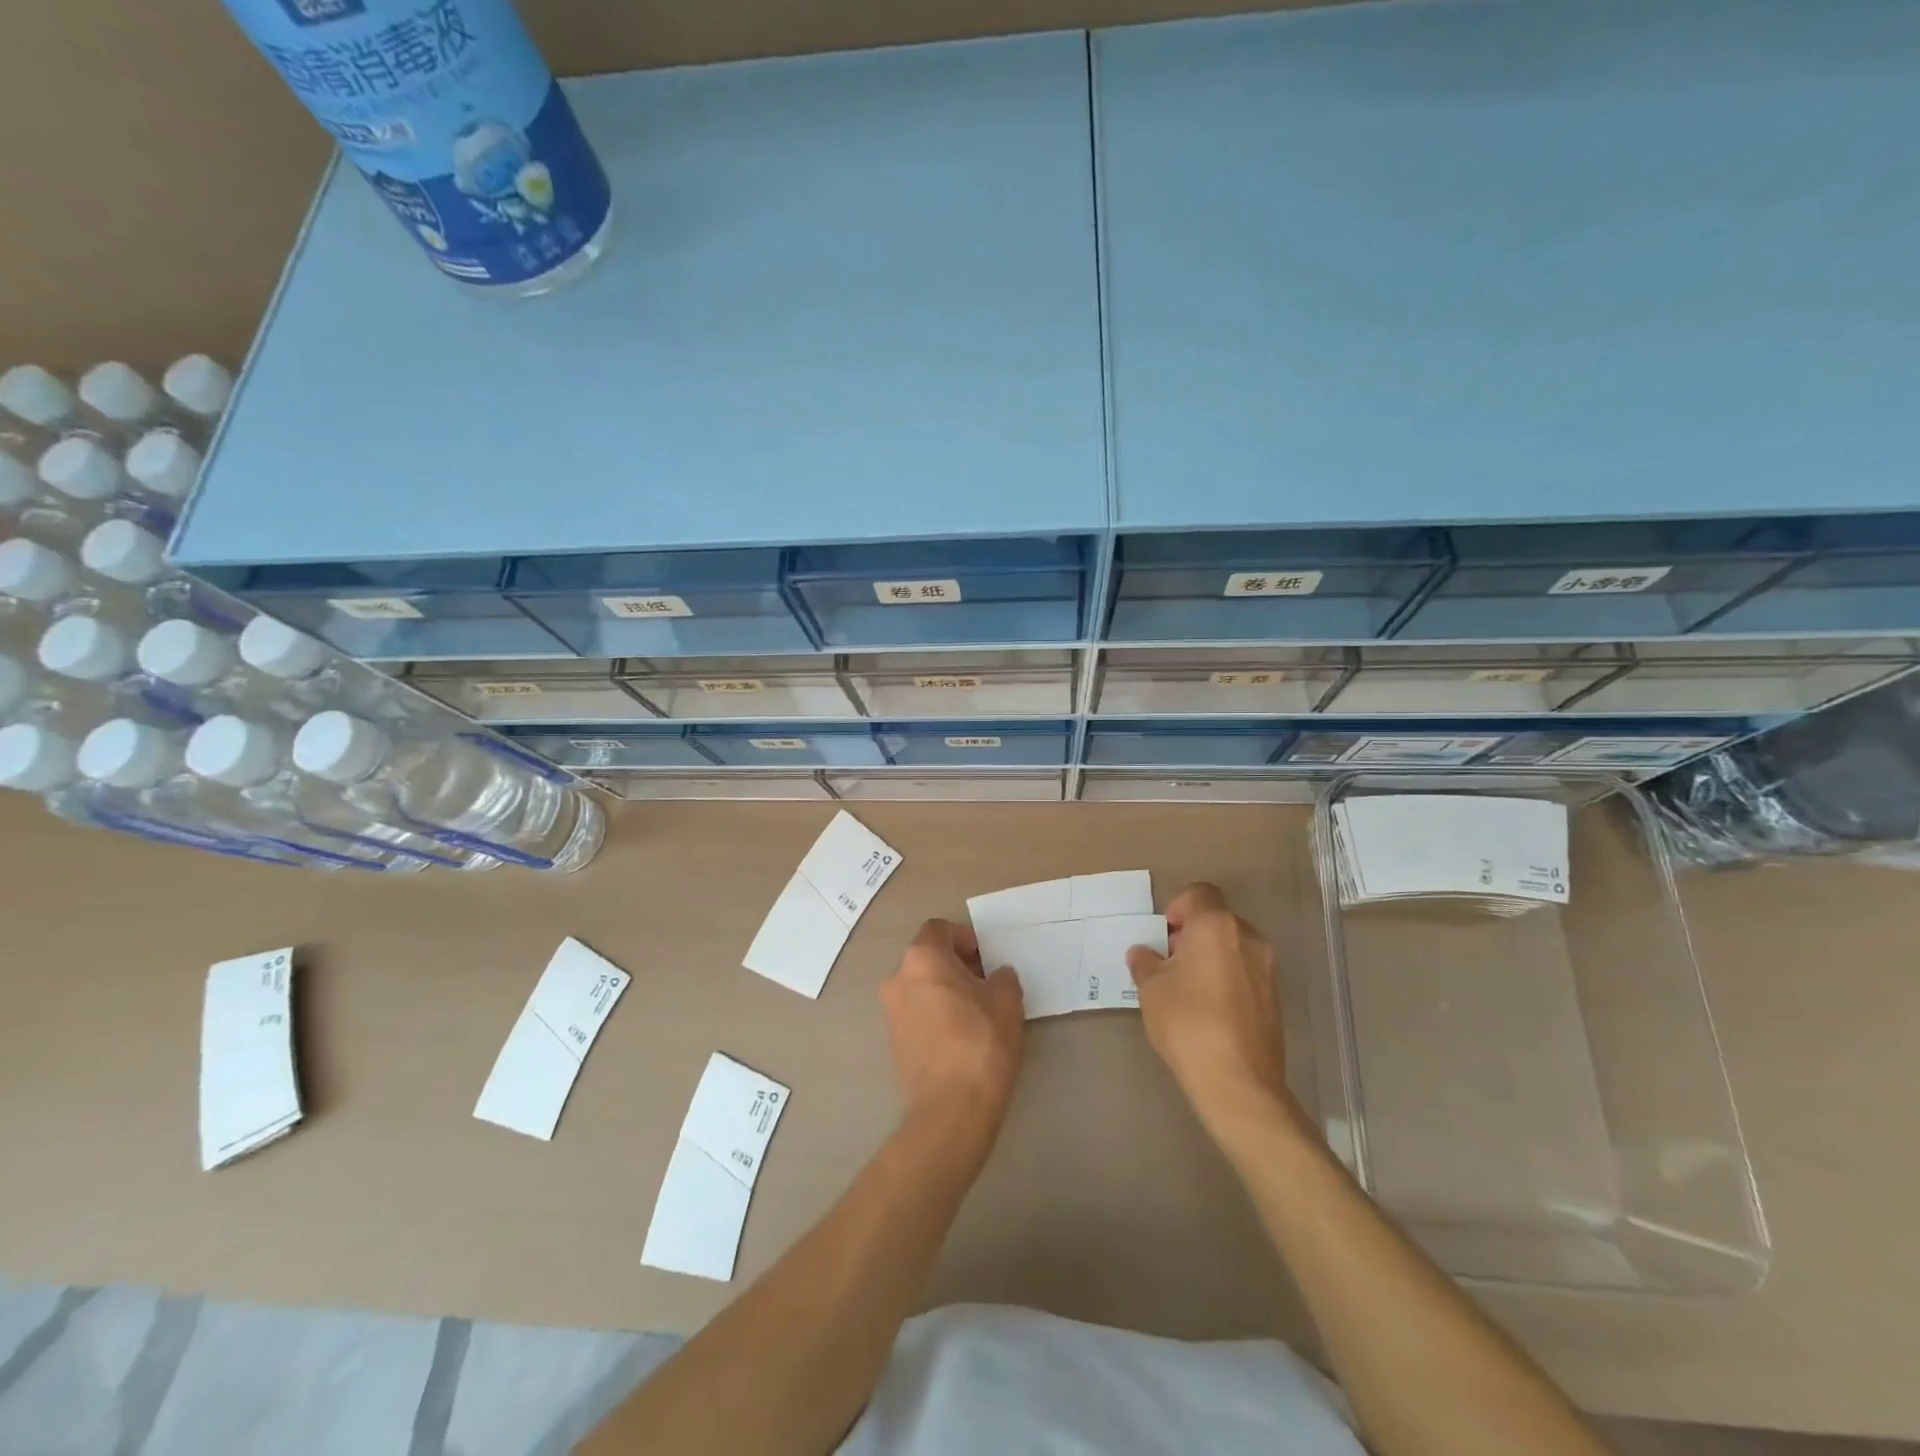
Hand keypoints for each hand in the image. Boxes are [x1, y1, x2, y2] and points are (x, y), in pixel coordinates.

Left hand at [880, 919, 1025, 1137]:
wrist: (950, 1111)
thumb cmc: (980, 1043)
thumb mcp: (1007, 1001)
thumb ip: (1002, 978)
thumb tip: (996, 976)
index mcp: (922, 959)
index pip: (939, 929)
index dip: (964, 936)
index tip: (985, 956)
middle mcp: (898, 979)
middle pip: (926, 957)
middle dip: (955, 964)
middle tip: (985, 982)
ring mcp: (890, 1013)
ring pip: (920, 987)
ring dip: (944, 989)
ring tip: (975, 1011)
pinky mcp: (893, 1043)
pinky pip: (916, 1014)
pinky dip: (935, 1014)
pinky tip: (960, 1035)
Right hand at [1126, 884, 1292, 1133]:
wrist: (1239, 1083)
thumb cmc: (1187, 1023)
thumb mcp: (1151, 989)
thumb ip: (1146, 962)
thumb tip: (1145, 954)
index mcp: (1216, 925)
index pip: (1200, 893)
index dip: (1178, 907)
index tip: (1164, 936)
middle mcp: (1248, 938)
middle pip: (1218, 919)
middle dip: (1192, 934)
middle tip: (1170, 964)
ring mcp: (1267, 969)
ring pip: (1233, 947)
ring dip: (1211, 957)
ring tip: (1188, 990)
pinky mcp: (1275, 998)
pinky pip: (1245, 973)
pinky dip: (1227, 979)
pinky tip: (1209, 1012)